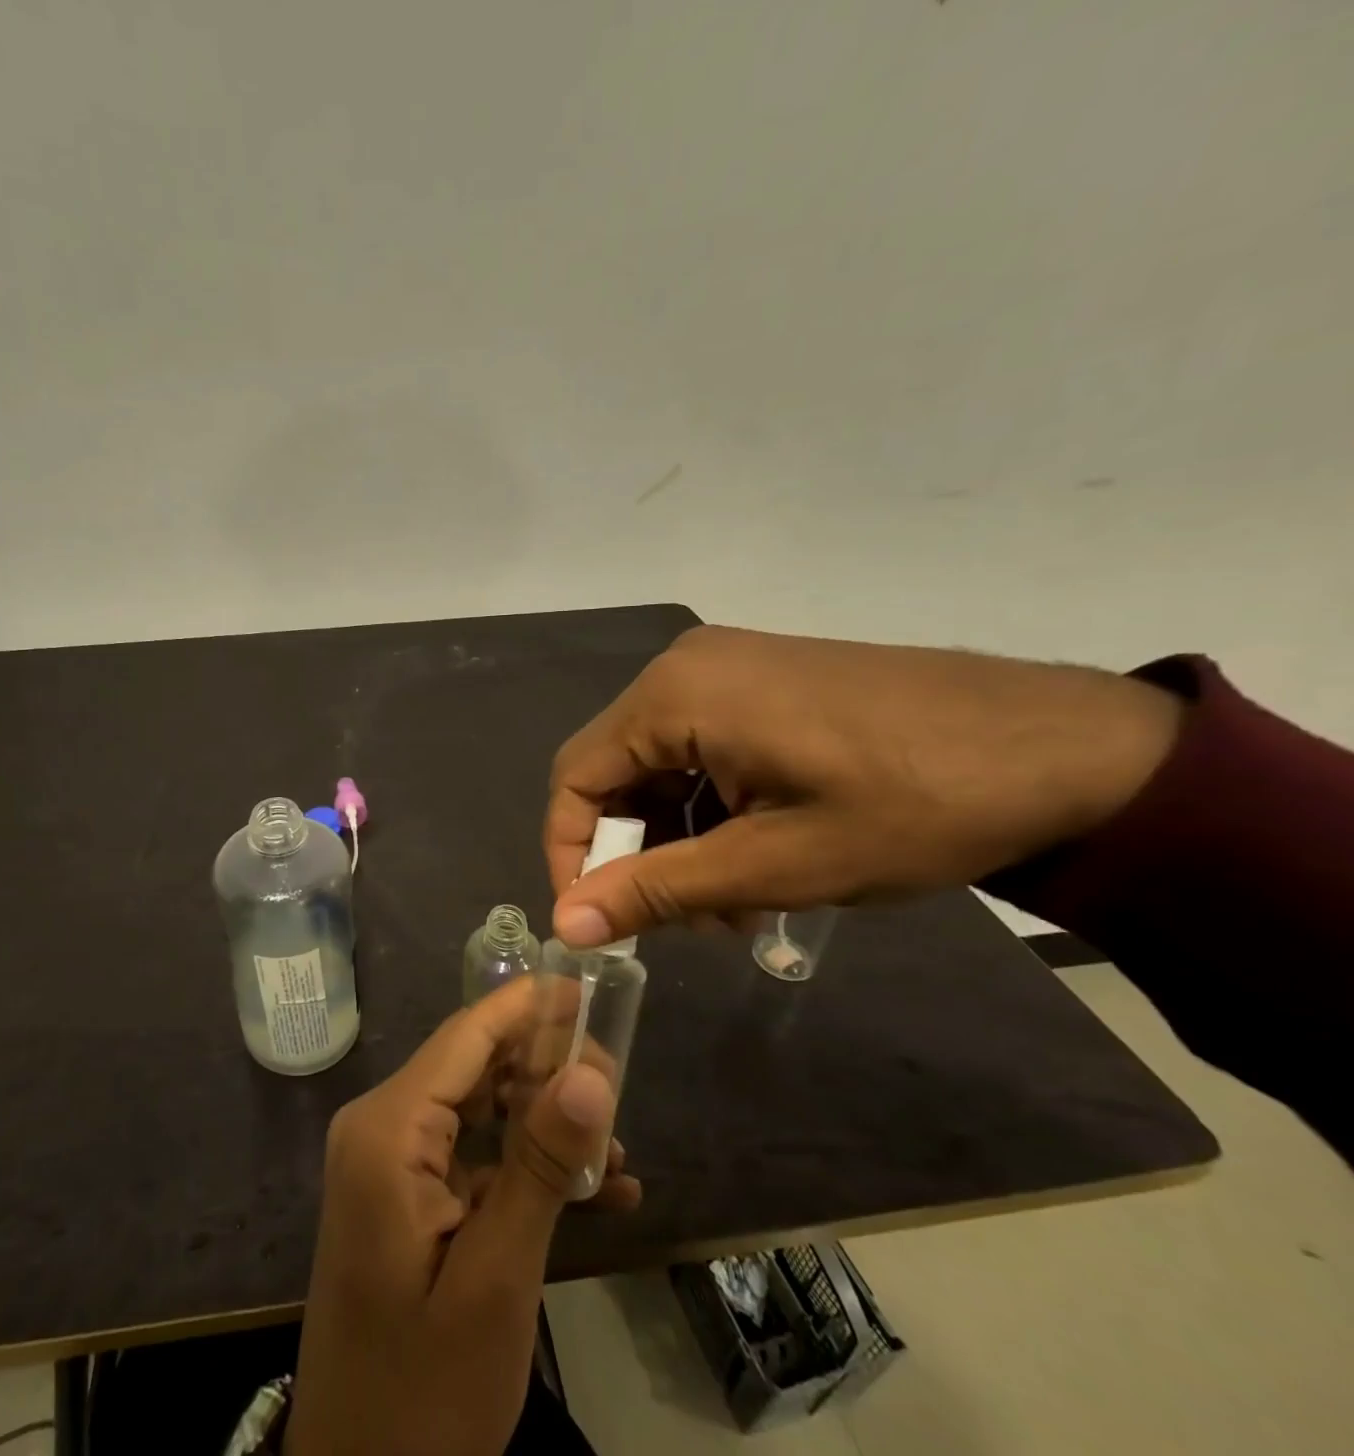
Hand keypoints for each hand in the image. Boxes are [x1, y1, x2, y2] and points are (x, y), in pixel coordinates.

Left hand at [287, 977, 638, 1455]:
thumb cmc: (424, 1390)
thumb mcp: (497, 1278)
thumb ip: (543, 1166)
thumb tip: (593, 1070)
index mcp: (389, 1129)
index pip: (466, 1036)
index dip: (528, 1006)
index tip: (589, 985)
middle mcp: (382, 1127)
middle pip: (474, 1066)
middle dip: (546, 1066)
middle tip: (621, 1079)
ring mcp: (391, 1163)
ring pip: (479, 1109)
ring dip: (545, 1121)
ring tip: (618, 1142)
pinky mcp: (407, 1197)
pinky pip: (472, 1157)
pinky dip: (526, 1166)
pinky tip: (598, 1192)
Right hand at [546, 626, 1183, 946]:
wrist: (1072, 750)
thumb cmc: (911, 808)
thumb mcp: (773, 865)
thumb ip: (655, 891)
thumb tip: (563, 926)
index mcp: (673, 695)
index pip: (575, 778)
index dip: (570, 854)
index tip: (596, 919)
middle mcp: (685, 668)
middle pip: (616, 770)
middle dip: (635, 851)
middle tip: (680, 921)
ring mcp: (728, 667)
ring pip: (660, 764)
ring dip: (676, 836)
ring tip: (730, 902)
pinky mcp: (765, 680)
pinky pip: (702, 746)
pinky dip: (709, 806)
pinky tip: (756, 853)